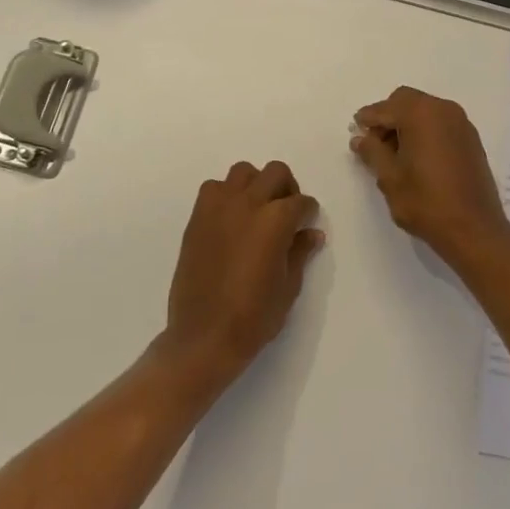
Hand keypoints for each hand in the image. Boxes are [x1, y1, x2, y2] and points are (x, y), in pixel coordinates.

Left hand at [160, 161, 323, 385]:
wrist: (204, 336)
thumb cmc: (253, 317)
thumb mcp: (288, 287)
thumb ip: (300, 252)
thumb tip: (312, 233)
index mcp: (275, 221)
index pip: (301, 202)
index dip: (308, 212)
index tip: (308, 223)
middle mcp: (248, 204)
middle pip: (275, 173)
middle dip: (287, 188)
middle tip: (287, 213)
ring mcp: (218, 207)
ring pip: (243, 172)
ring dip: (256, 184)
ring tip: (258, 211)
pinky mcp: (197, 217)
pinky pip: (214, 188)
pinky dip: (227, 194)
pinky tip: (231, 220)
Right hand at [350, 87, 509, 262]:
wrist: (474, 229)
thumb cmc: (426, 202)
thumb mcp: (389, 177)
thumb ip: (372, 151)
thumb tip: (360, 138)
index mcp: (420, 114)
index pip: (385, 108)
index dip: (367, 120)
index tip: (355, 132)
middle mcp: (443, 110)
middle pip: (406, 101)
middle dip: (388, 117)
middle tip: (375, 144)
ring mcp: (461, 123)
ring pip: (425, 110)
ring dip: (406, 123)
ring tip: (394, 154)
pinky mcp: (471, 139)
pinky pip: (440, 123)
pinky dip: (424, 130)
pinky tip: (417, 157)